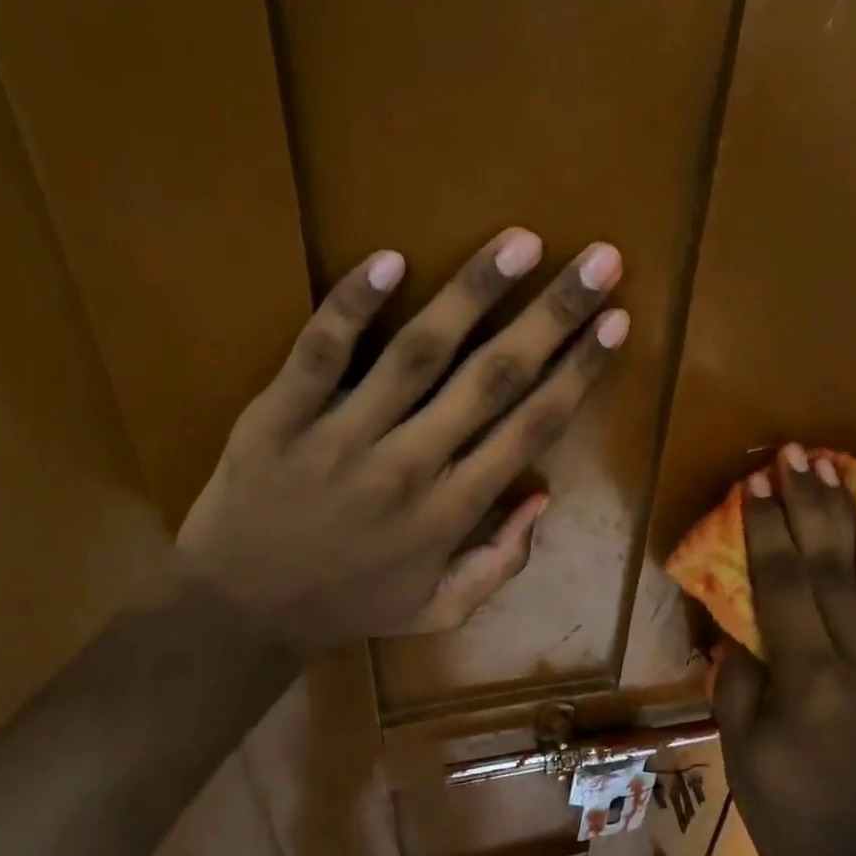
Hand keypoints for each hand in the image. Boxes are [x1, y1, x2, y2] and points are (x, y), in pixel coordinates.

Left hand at [177, 228, 627, 653]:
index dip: (580, 372)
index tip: (616, 323)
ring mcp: (343, 437)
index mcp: (452, 512)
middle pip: (494, 378)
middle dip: (554, 316)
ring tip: (520, 241)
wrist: (239, 614)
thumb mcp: (440, 609)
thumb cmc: (348, 606)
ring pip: (419, 353)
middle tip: (599, 261)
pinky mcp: (280, 415)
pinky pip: (321, 352)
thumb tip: (541, 497)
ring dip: (474, 292)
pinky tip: (390, 259)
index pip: (532, 427)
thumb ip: (500, 562)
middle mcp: (410, 466)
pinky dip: (353, 305)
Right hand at [713, 444, 855, 855]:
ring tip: (829, 466)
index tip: (755, 480)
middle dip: (809, 505)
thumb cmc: (775, 799)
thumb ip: (741, 664)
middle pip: (831, 569)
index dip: (768, 530)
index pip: (787, 586)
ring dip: (841, 516)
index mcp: (813, 681)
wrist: (847, 854)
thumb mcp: (738, 733)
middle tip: (795, 452)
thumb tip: (744, 615)